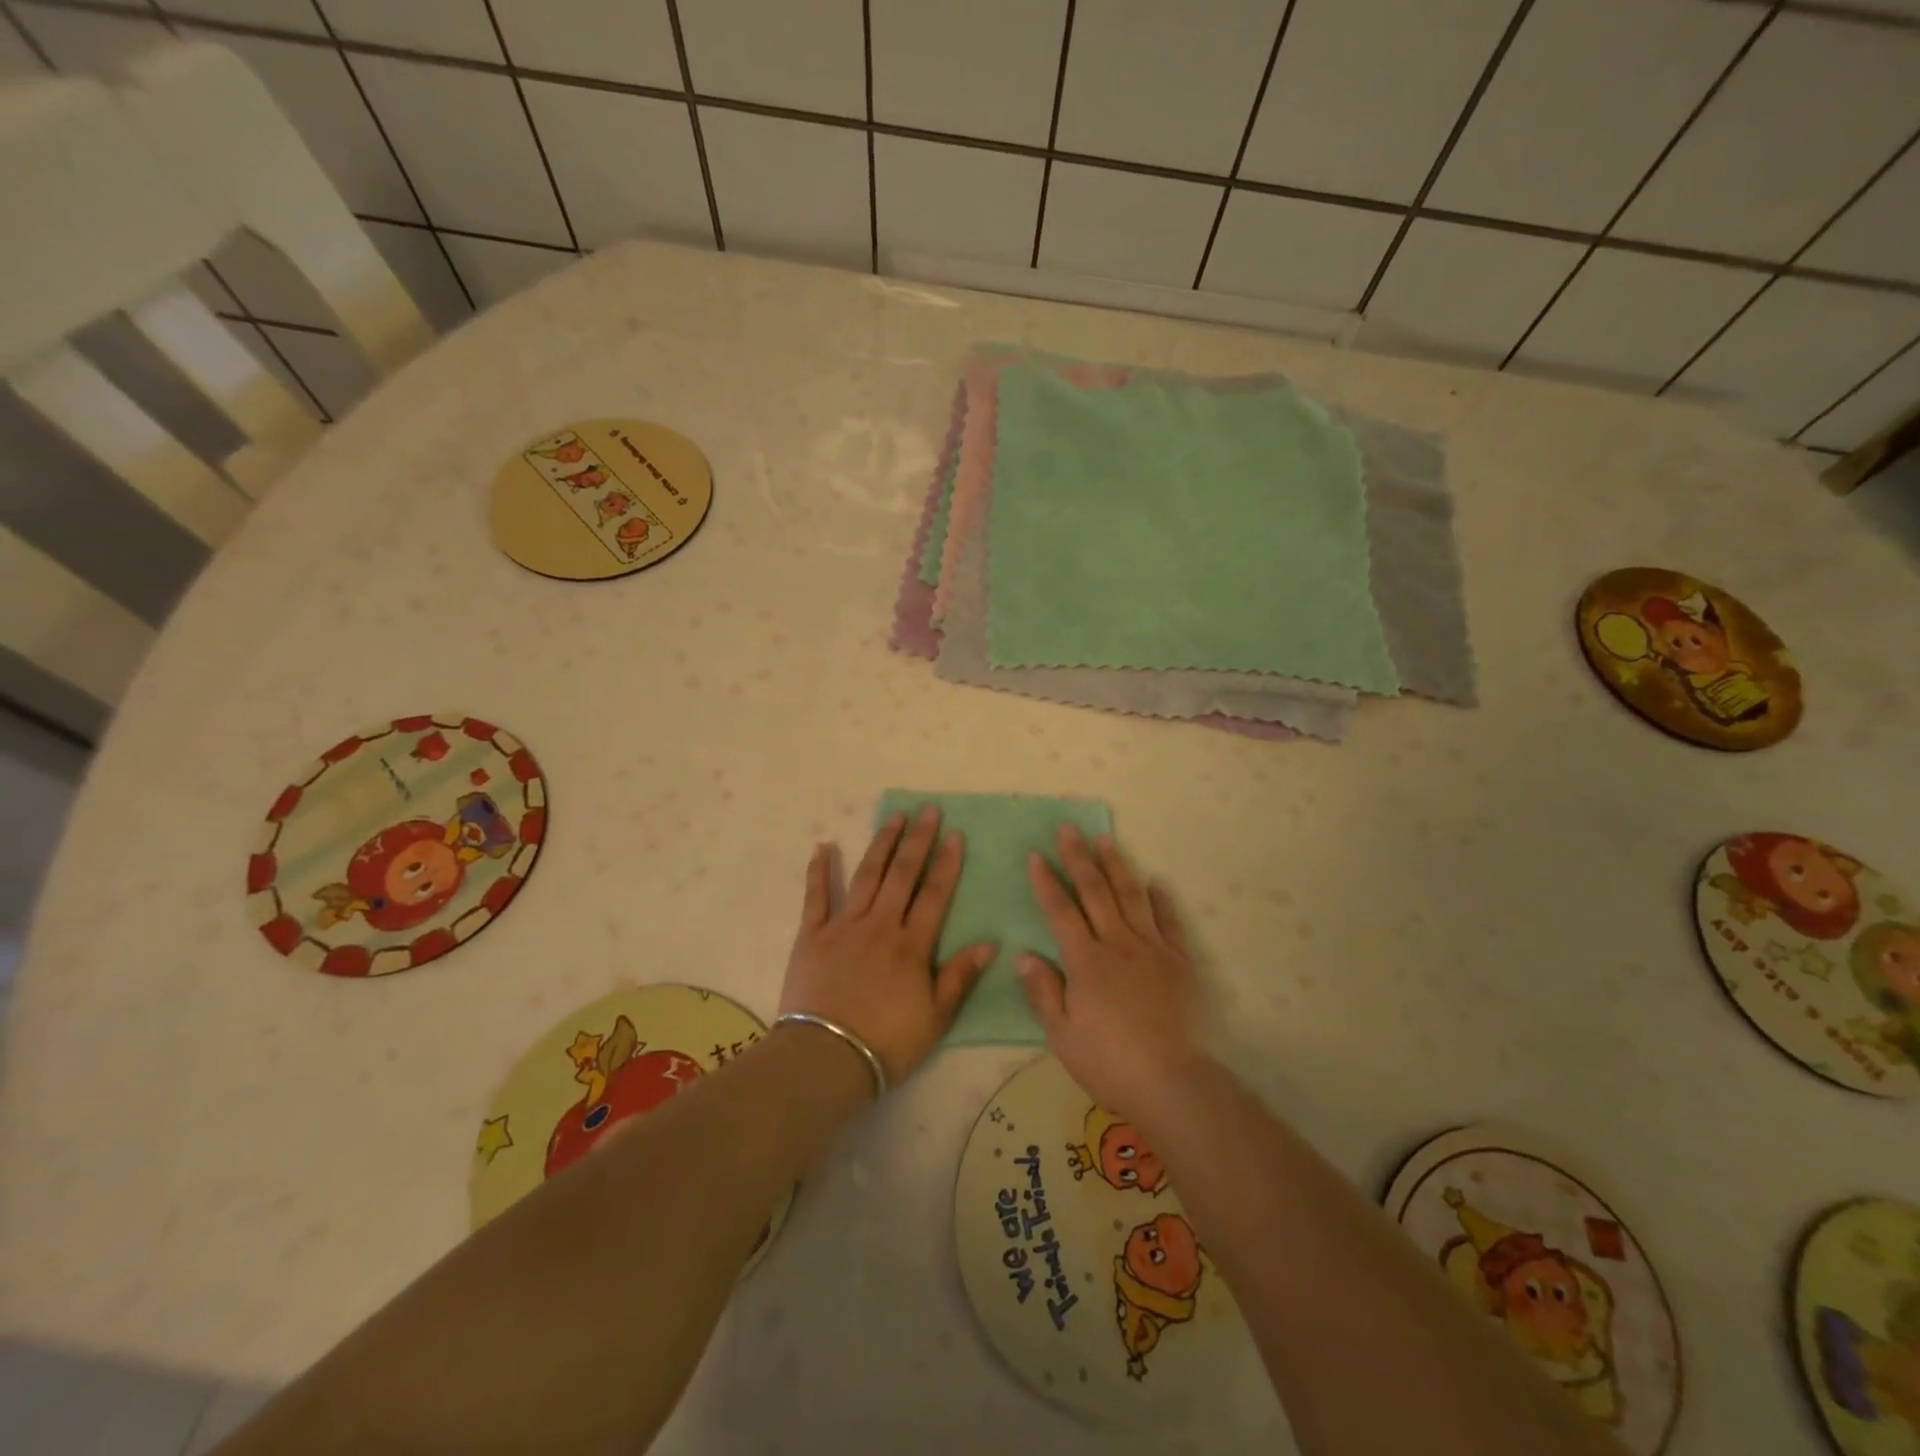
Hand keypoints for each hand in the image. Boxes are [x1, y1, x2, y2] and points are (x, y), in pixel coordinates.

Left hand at [779, 805, 996, 1087]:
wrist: (827, 1057)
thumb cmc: (887, 1042)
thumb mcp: (936, 1018)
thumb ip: (960, 976)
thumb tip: (990, 942)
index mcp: (912, 944)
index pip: (934, 894)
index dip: (946, 863)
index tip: (955, 834)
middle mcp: (880, 925)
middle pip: (903, 874)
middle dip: (918, 840)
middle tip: (927, 810)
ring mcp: (844, 926)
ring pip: (867, 875)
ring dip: (882, 844)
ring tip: (894, 817)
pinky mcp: (812, 935)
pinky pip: (816, 896)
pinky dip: (819, 870)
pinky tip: (824, 846)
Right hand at [1017, 825, 1206, 1116]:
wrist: (1172, 1082)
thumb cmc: (1109, 1063)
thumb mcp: (1062, 1035)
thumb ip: (1043, 991)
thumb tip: (1023, 954)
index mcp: (1085, 961)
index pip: (1060, 912)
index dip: (1046, 882)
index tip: (1035, 855)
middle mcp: (1118, 944)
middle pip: (1095, 892)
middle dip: (1078, 858)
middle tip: (1068, 829)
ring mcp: (1153, 949)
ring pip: (1131, 897)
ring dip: (1116, 866)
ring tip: (1106, 839)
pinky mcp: (1180, 962)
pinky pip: (1170, 922)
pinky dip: (1162, 900)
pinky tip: (1156, 882)